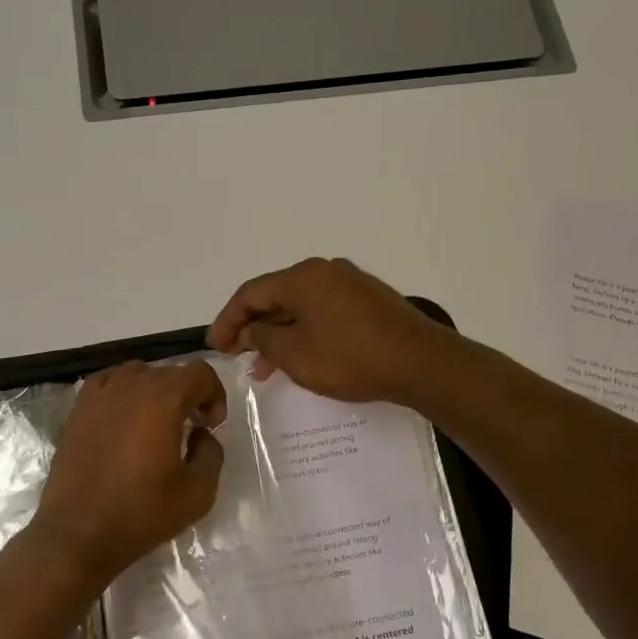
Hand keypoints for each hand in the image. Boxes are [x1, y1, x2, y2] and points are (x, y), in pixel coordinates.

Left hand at [31, 360, 227, 588]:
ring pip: (138, 374)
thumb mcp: (198, 492)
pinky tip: (124, 419)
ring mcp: (99, 394)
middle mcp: (131, 385)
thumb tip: (201, 434)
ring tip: (156, 424)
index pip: (200, 372)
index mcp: (163, 399)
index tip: (211, 426)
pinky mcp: (78, 409)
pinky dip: (123, 393)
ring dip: (155, 392)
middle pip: (170, 372)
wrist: (78, 534)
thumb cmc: (141, 513)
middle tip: (190, 429)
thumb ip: (212, 453)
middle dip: (187, 395)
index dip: (214, 394)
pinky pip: (108, 383)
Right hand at [207, 257, 459, 405]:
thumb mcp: (297, 355)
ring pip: (300, 306)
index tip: (216, 346)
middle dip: (253, 327)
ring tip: (265, 367)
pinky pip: (322, 311)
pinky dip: (304, 331)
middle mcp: (325, 271)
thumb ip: (264, 339)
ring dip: (279, 333)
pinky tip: (299, 356)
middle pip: (276, 296)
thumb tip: (250, 330)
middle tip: (237, 355)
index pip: (251, 293)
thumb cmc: (352, 359)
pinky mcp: (368, 300)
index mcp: (303, 278)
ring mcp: (350, 283)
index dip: (227, 320)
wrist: (421, 363)